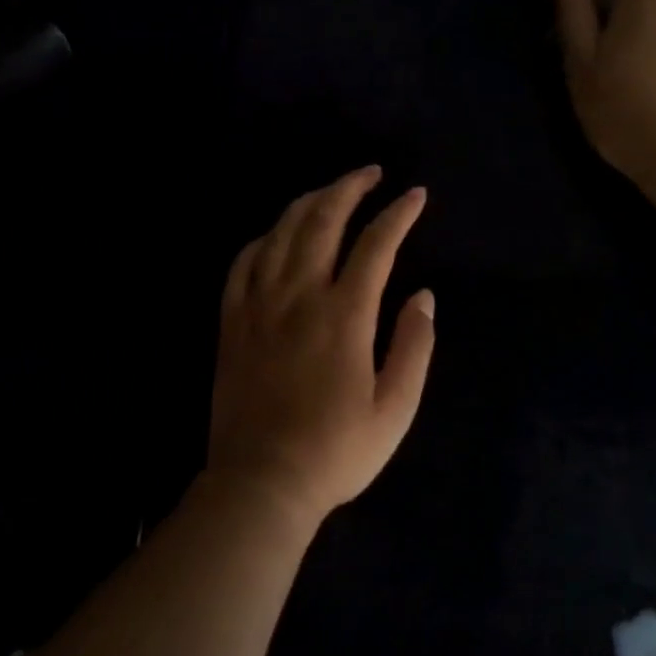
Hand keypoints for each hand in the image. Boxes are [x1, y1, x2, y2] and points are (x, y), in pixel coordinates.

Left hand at [206, 167, 435, 527]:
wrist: (262, 482)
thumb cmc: (336, 452)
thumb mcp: (395, 408)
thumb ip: (414, 347)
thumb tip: (424, 296)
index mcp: (344, 315)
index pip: (376, 245)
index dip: (399, 214)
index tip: (416, 195)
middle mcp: (299, 296)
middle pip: (322, 221)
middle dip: (349, 188)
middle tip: (370, 173)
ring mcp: (259, 306)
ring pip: (281, 233)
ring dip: (308, 203)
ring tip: (329, 192)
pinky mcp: (232, 322)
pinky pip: (243, 263)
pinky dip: (264, 239)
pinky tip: (276, 236)